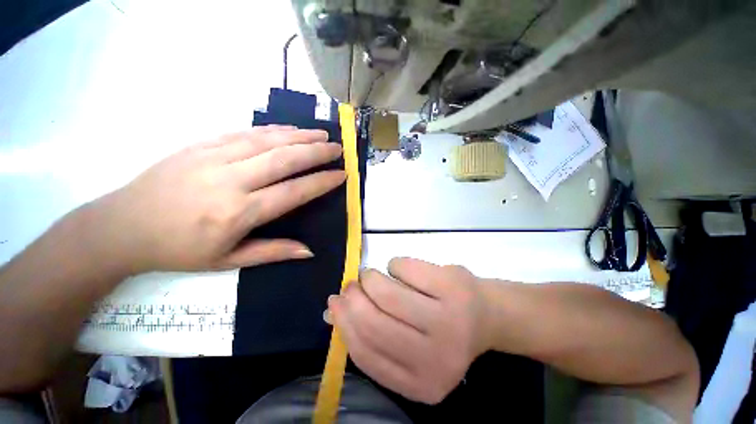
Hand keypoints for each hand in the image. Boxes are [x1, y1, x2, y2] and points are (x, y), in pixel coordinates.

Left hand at [89, 126, 344, 274]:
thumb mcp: (228, 261)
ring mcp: (213, 157)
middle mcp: (231, 180)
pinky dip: (272, 129)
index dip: (321, 182)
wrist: (122, 226)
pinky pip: (244, 132)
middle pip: (284, 159)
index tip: (342, 174)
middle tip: (338, 148)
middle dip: (316, 152)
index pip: (294, 191)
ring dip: (299, 135)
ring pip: (267, 140)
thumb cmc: (178, 250)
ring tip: (320, 134)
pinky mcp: (200, 145)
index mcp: (239, 212)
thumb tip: (310, 251)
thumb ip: (273, 252)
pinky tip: (288, 129)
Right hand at [328, 258, 490, 403]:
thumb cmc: (440, 330)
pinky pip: (405, 267)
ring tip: (371, 274)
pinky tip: (399, 268)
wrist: (485, 313)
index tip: (336, 302)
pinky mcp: (452, 287)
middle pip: (375, 323)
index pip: (367, 354)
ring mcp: (448, 320)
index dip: (345, 323)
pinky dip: (394, 264)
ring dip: (371, 278)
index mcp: (420, 383)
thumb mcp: (407, 345)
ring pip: (388, 293)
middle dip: (354, 297)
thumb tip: (332, 312)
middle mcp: (436, 358)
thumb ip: (372, 333)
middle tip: (351, 284)